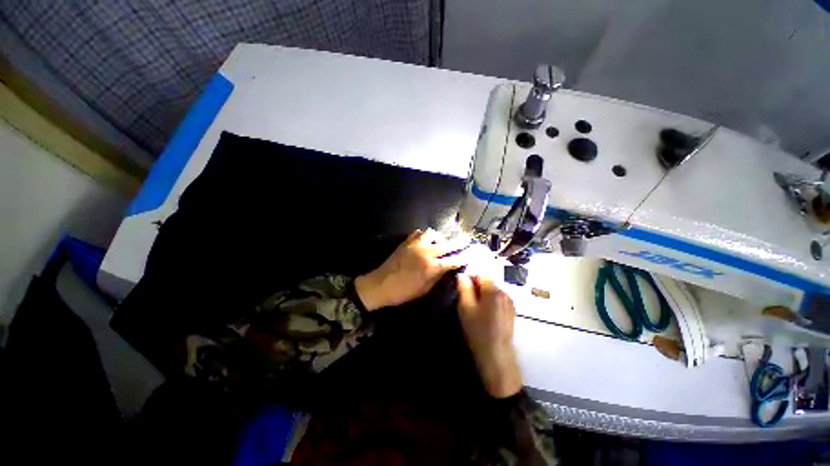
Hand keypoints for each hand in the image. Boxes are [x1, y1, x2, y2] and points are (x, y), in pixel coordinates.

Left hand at [354, 229, 468, 310]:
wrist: (380, 285)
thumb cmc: (404, 292)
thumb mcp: (424, 289)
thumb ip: (437, 276)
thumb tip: (447, 268)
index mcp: (431, 267)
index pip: (453, 260)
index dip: (464, 257)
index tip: (471, 253)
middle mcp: (426, 253)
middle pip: (447, 244)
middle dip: (459, 241)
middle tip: (466, 238)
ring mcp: (415, 245)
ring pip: (433, 234)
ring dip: (440, 237)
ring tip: (442, 241)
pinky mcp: (406, 242)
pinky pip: (419, 233)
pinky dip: (425, 235)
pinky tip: (426, 240)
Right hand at [456, 274, 521, 397]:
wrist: (496, 355)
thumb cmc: (478, 332)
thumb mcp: (465, 309)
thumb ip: (463, 289)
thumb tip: (461, 275)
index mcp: (493, 291)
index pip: (481, 274)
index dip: (470, 277)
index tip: (461, 286)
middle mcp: (504, 293)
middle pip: (487, 282)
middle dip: (476, 286)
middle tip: (466, 298)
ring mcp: (509, 303)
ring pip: (492, 291)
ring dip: (483, 294)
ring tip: (474, 308)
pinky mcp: (511, 311)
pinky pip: (498, 299)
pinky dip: (490, 301)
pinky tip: (484, 314)